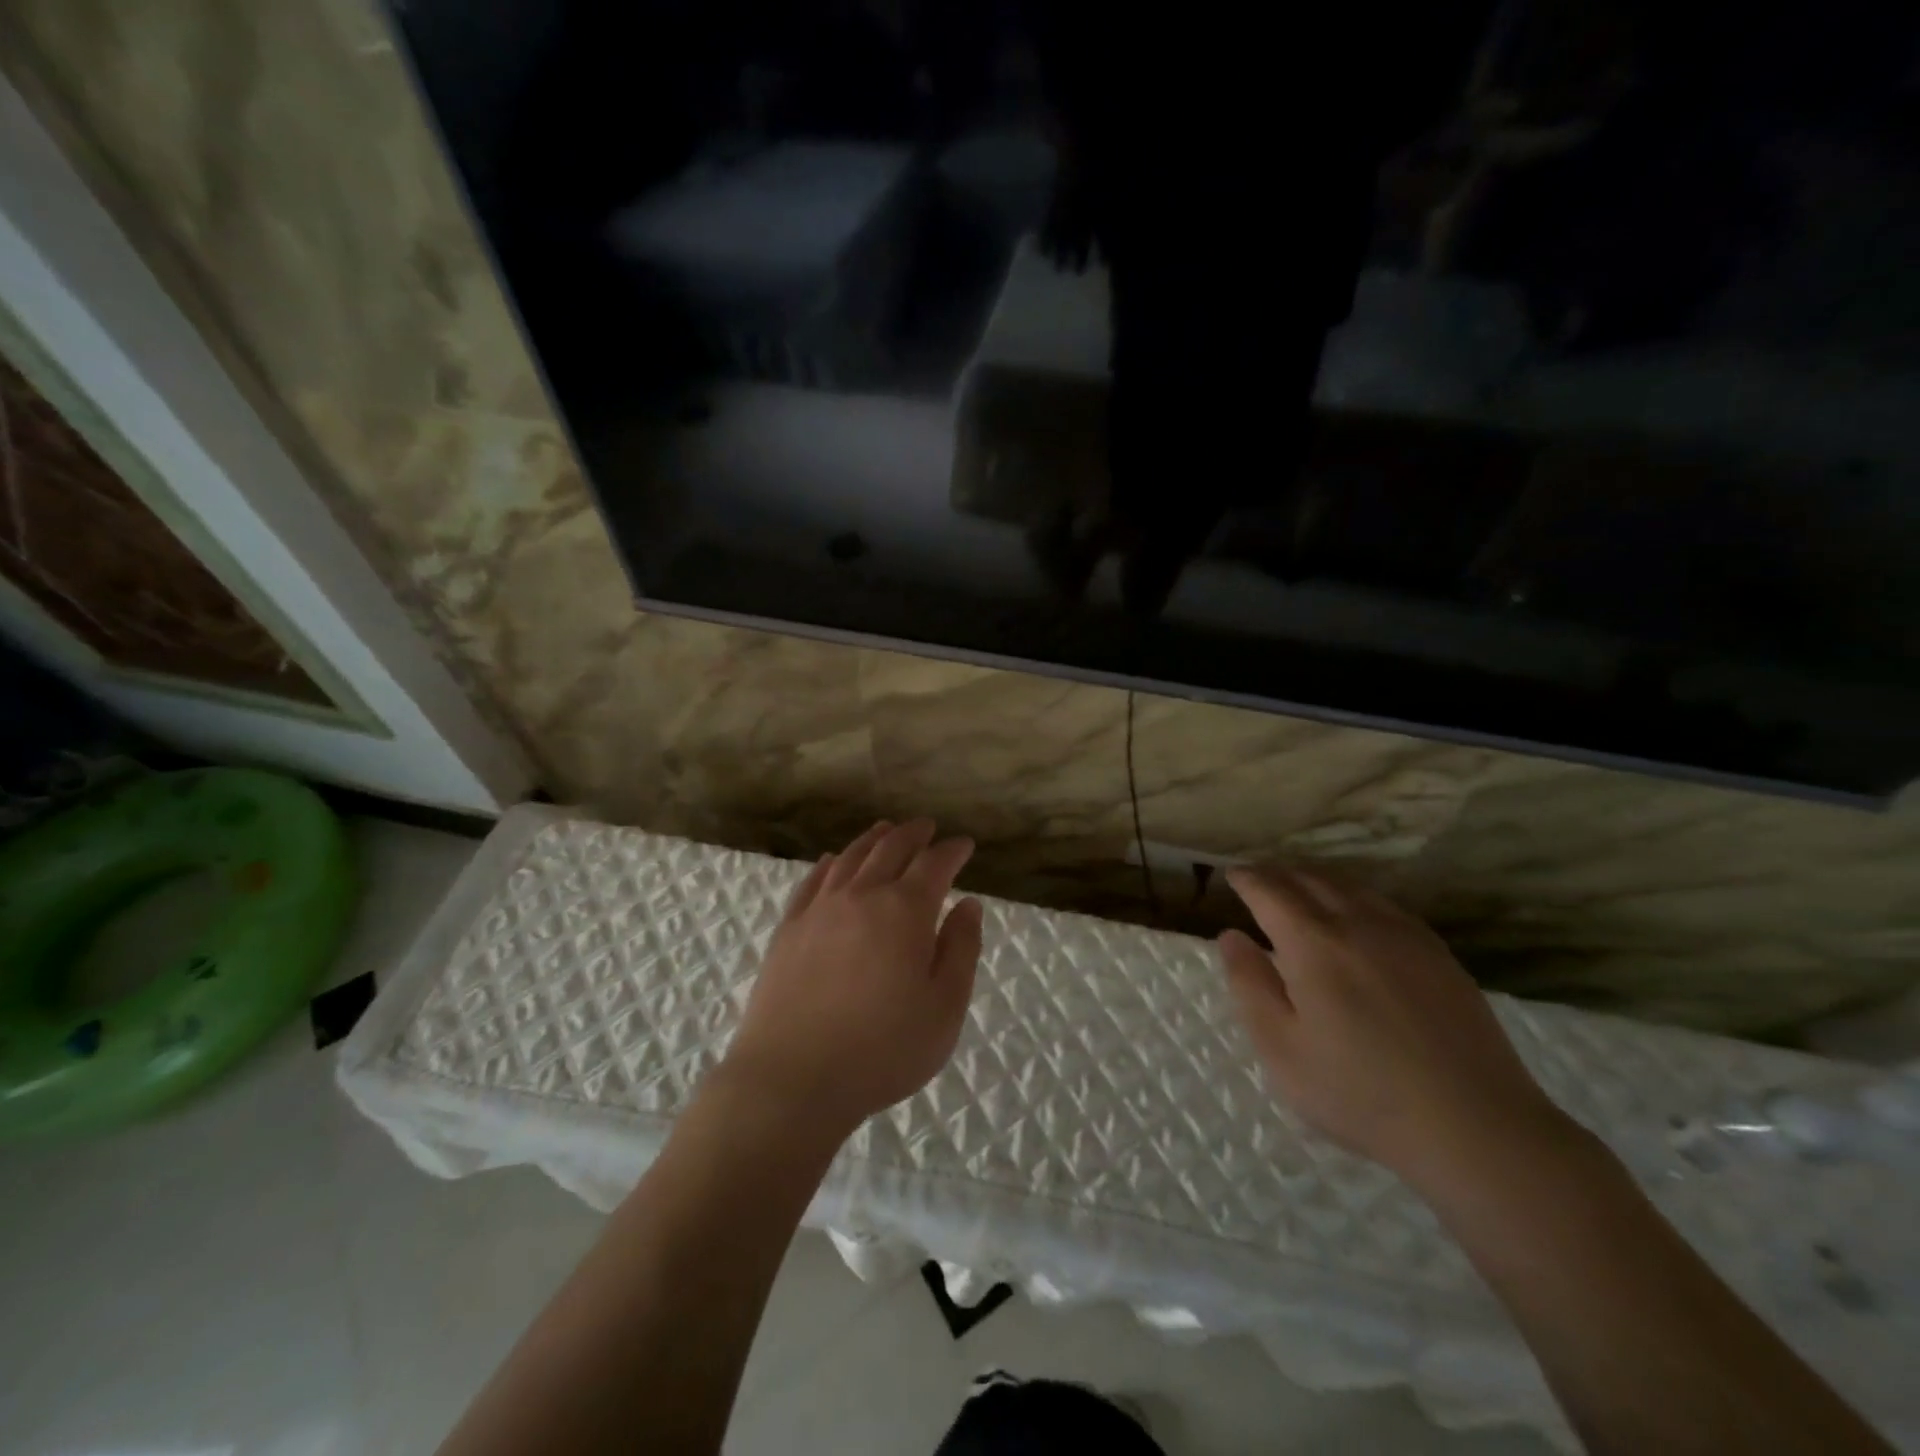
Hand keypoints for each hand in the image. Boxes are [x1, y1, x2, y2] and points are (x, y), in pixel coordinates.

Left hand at [720, 820, 982, 1139]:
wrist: (793, 1078)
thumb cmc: (882, 1050)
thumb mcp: (944, 1008)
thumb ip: (961, 949)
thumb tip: (968, 904)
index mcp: (905, 911)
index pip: (934, 865)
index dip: (952, 851)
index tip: (964, 845)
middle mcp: (862, 896)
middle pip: (890, 849)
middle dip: (913, 834)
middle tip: (927, 827)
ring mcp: (820, 909)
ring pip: (850, 858)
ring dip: (872, 839)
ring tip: (885, 829)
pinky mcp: (789, 929)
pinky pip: (812, 881)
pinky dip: (829, 864)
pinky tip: (832, 861)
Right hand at [1218, 866, 1575, 1194]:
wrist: (1474, 1126)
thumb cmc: (1360, 1093)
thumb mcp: (1282, 1049)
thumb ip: (1250, 986)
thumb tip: (1231, 937)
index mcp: (1313, 944)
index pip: (1270, 891)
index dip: (1247, 879)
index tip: (1232, 875)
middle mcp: (1357, 924)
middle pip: (1310, 879)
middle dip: (1277, 872)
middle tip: (1258, 877)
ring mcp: (1404, 935)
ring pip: (1350, 886)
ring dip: (1315, 878)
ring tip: (1298, 887)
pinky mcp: (1437, 953)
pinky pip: (1384, 904)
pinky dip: (1354, 895)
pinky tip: (1354, 913)